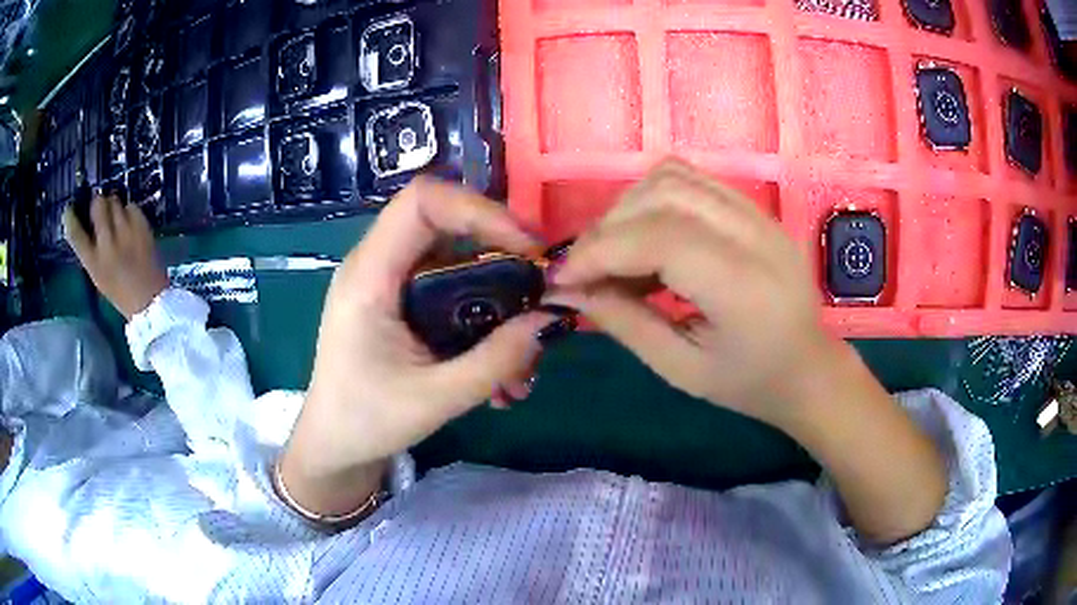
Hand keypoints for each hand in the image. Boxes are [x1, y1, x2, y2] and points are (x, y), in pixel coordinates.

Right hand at [63, 195, 169, 320]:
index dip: (70, 218)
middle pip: (97, 204)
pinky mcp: (142, 226)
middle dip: (97, 203)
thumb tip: (87, 226)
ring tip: (116, 219)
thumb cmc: (120, 293)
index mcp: (92, 262)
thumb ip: (91, 252)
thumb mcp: (98, 276)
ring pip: (114, 200)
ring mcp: (125, 232)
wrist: (150, 300)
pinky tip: (130, 224)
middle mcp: (106, 243)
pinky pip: (131, 206)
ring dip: (113, 206)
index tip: (69, 210)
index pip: (75, 233)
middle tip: (100, 210)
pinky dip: (129, 211)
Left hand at [279, 177, 561, 515]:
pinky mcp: (401, 304)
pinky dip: (483, 318)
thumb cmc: (366, 421)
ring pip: (456, 261)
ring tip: (522, 353)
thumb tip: (550, 320)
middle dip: (501, 252)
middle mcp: (377, 266)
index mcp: (369, 277)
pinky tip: (500, 370)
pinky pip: (452, 291)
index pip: (422, 203)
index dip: (478, 209)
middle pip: (446, 225)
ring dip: (498, 297)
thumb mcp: (436, 399)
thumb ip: (496, 360)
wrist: (334, 445)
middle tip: (541, 289)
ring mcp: (390, 284)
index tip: (526, 246)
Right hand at [548, 160, 831, 425]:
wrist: (810, 369)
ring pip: (674, 177)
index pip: (659, 238)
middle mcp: (755, 235)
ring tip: (616, 251)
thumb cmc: (750, 384)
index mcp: (743, 287)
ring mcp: (759, 214)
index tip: (563, 278)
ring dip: (629, 207)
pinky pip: (692, 179)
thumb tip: (570, 288)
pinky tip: (648, 234)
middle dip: (608, 228)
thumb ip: (624, 322)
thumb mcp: (681, 369)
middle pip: (663, 195)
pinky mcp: (755, 208)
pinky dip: (654, 198)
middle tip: (588, 269)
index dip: (599, 250)